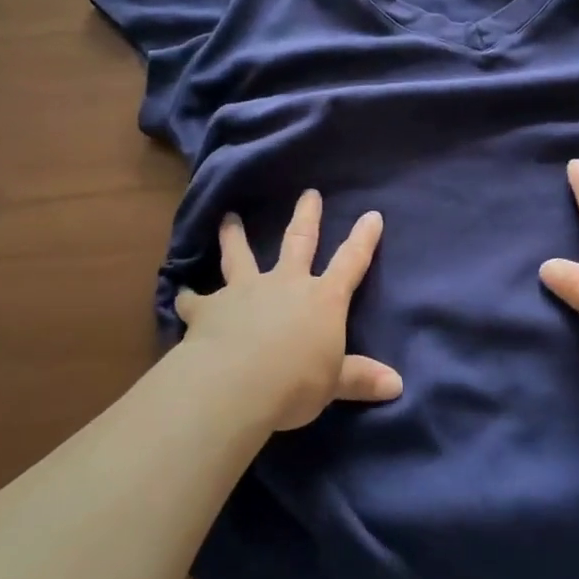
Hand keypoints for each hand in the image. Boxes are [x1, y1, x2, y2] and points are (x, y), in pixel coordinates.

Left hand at [175, 190, 403, 430]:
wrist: (236, 384)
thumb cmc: (296, 382)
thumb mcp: (334, 383)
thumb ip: (361, 378)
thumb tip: (398, 386)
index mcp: (322, 298)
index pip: (350, 263)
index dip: (363, 239)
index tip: (372, 215)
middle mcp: (285, 284)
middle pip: (298, 241)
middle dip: (306, 216)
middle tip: (308, 192)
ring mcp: (244, 291)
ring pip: (240, 256)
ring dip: (234, 236)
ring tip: (228, 218)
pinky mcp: (209, 308)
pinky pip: (195, 300)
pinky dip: (188, 297)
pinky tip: (180, 294)